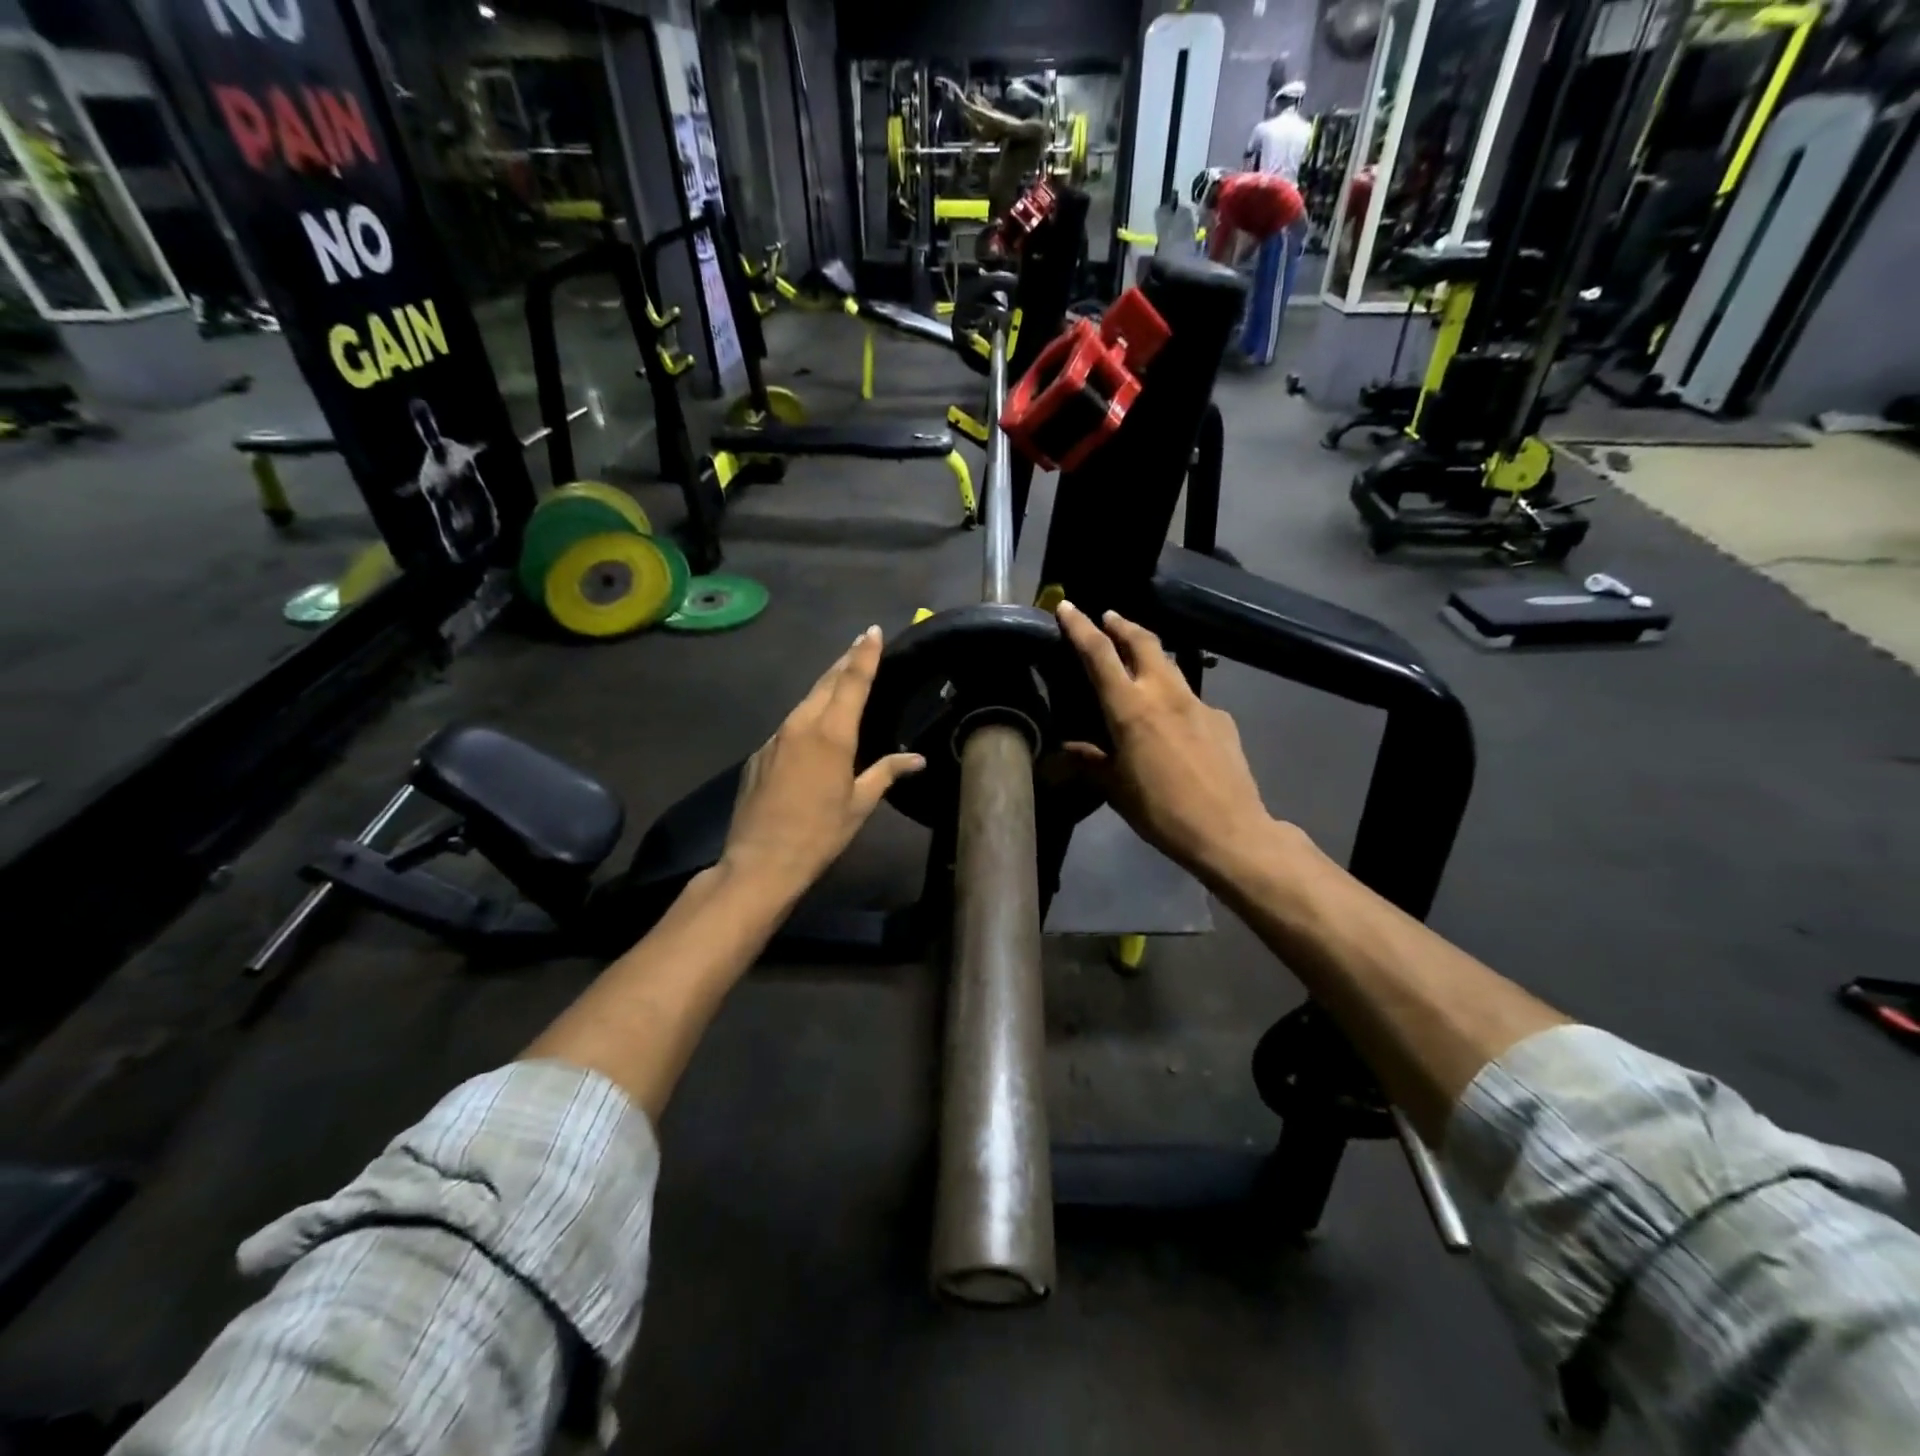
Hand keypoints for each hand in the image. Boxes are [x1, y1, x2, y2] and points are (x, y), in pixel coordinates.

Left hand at [721, 626, 923, 897]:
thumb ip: (886, 772)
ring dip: (824, 687)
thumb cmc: (820, 834)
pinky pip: (788, 726)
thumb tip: (917, 759)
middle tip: (859, 645)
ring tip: (840, 678)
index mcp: (832, 734)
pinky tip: (812, 729)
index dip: (864, 654)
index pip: (852, 681)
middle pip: (826, 682)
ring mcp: (775, 738)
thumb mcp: (859, 804)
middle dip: (844, 662)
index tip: (872, 631)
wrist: (760, 861)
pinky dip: (805, 717)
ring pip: (804, 701)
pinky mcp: (758, 754)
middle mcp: (801, 725)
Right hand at [1056, 602, 1275, 882]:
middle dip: (1121, 624)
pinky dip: (1174, 696)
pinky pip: (1191, 698)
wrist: (1229, 830)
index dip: (1080, 627)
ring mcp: (1199, 703)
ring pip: (1170, 664)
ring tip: (1137, 658)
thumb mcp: (1115, 789)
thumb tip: (1063, 751)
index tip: (1067, 606)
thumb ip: (1089, 762)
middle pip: (1142, 642)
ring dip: (1149, 652)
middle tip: (1108, 617)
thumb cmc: (1161, 811)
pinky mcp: (1222, 718)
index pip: (1099, 654)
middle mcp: (1165, 693)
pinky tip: (1174, 721)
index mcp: (1131, 708)